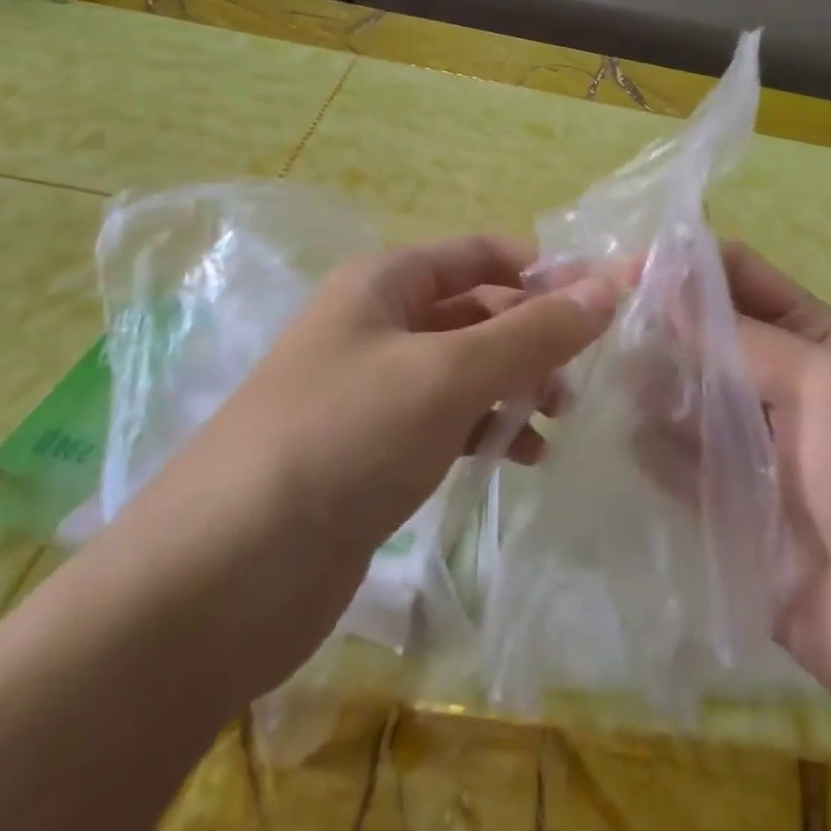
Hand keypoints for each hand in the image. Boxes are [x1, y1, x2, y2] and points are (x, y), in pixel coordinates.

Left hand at [107, 234, 619, 693]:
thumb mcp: (450, 374)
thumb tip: (611, 283)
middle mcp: (378, 324)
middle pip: (478, 309)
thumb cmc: (343, 439)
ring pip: (466, 367)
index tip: (600, 302)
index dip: (542, 269)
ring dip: (516, 383)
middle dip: (533, 334)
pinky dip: (487, 427)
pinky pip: (447, 419)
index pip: (481, 252)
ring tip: (558, 418)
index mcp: (385, 282)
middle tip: (583, 375)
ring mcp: (373, 389)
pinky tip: (521, 456)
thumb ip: (535, 331)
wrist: (220, 578)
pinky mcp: (372, 451)